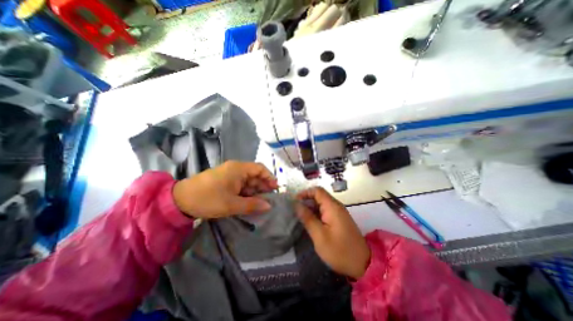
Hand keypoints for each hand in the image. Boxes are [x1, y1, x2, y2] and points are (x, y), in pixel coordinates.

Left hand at [174, 161, 278, 219]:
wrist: (179, 200)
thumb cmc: (208, 199)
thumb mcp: (232, 204)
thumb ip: (252, 204)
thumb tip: (269, 206)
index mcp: (238, 169)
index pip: (260, 168)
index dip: (269, 178)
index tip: (275, 189)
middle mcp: (236, 168)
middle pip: (255, 175)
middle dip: (263, 186)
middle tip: (268, 199)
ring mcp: (230, 174)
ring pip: (248, 180)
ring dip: (254, 191)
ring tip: (260, 203)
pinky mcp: (225, 180)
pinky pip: (240, 184)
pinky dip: (246, 192)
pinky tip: (248, 201)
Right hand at [296, 187, 371, 278]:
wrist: (363, 264)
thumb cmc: (339, 251)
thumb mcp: (319, 235)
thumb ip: (307, 218)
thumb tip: (296, 204)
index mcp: (332, 207)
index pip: (317, 190)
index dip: (305, 193)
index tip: (294, 201)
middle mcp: (336, 206)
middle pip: (319, 196)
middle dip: (306, 200)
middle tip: (295, 210)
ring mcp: (339, 213)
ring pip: (322, 203)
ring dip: (311, 207)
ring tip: (300, 216)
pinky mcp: (339, 219)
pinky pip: (326, 211)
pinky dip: (316, 213)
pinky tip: (310, 221)